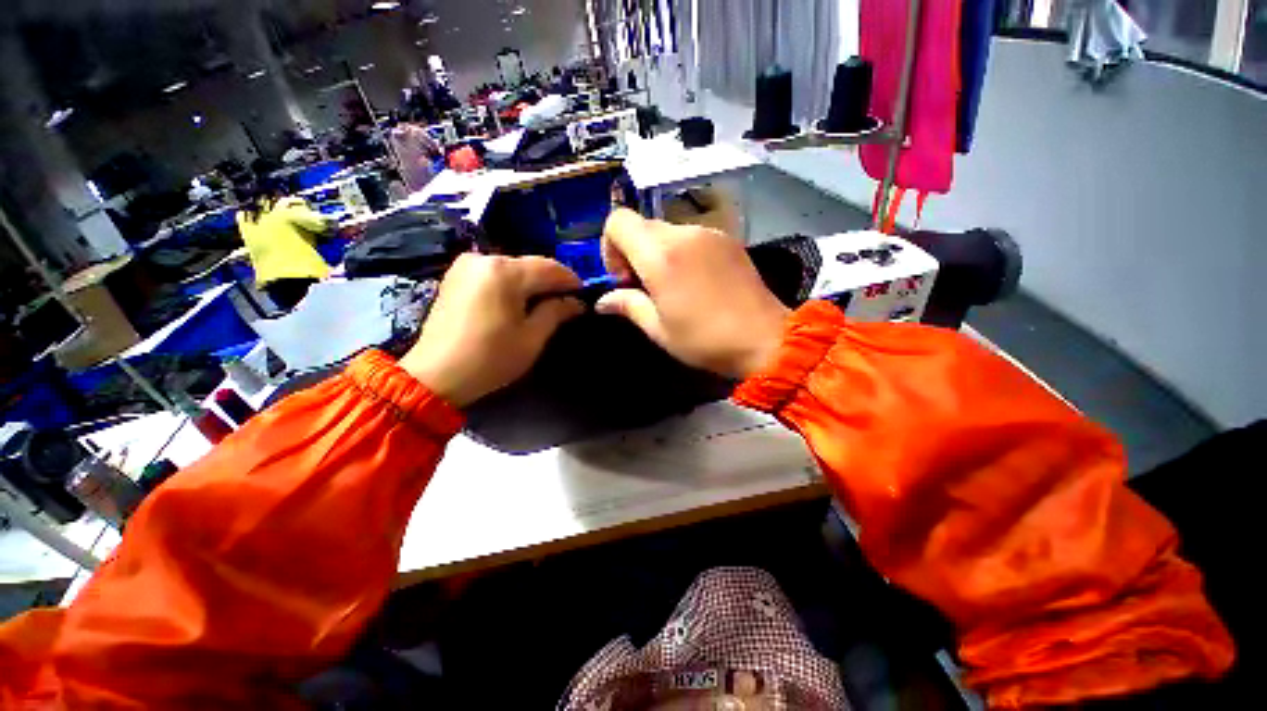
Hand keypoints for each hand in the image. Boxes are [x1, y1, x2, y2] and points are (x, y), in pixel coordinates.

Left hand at [399, 254, 583, 406]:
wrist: (436, 375)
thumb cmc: (491, 358)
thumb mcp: (532, 337)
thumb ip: (556, 312)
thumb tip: (577, 302)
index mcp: (505, 272)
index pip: (550, 268)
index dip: (571, 281)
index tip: (584, 296)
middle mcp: (484, 259)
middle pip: (531, 265)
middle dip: (551, 282)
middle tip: (567, 302)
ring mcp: (466, 265)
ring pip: (513, 268)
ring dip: (532, 283)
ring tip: (546, 303)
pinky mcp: (456, 276)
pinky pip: (495, 273)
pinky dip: (512, 284)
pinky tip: (519, 301)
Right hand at [595, 208, 789, 378]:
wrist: (766, 339)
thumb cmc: (706, 340)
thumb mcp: (659, 330)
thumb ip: (628, 306)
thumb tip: (603, 301)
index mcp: (661, 256)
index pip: (618, 221)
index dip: (610, 246)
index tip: (624, 278)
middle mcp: (684, 234)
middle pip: (642, 225)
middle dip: (634, 252)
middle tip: (647, 287)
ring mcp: (710, 233)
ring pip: (667, 230)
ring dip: (659, 253)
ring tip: (674, 287)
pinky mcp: (728, 239)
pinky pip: (692, 236)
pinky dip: (682, 252)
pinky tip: (697, 282)